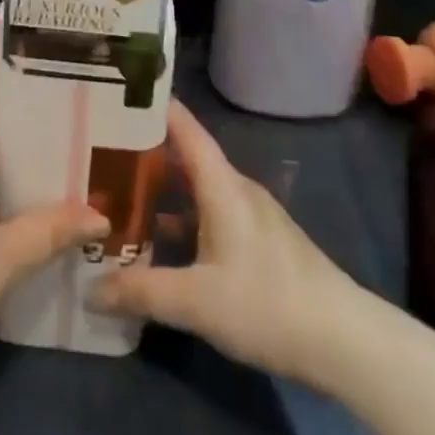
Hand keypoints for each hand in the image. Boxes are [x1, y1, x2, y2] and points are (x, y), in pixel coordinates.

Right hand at [90, 101, 354, 388]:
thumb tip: (89, 289)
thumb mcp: (196, 302)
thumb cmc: (268, 304)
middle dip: (145, 153)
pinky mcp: (260, 243)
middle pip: (185, 157)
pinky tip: (161, 244)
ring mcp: (251, 216)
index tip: (116, 94)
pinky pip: (210, 214)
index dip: (152, 107)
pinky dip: (182, 218)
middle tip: (99, 153)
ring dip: (162, 191)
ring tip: (120, 196)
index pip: (184, 127)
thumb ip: (140, 292)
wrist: (345, 341)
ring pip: (197, 189)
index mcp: (222, 185)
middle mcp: (236, 189)